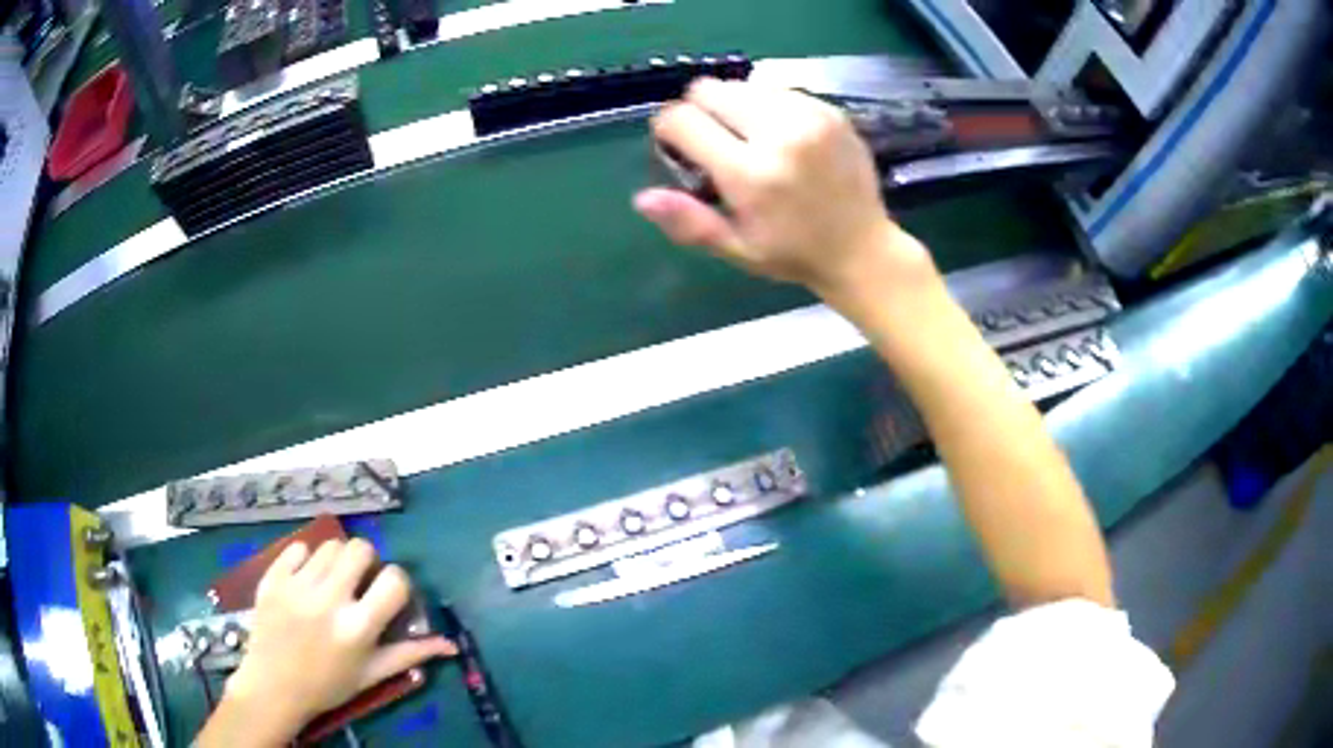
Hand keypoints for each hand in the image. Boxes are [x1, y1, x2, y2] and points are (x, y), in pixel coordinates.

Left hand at [204, 540, 455, 744]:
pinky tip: (305, 580)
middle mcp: (328, 600)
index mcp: (357, 628)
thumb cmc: (328, 685)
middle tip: (358, 583)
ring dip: (336, 560)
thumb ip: (409, 655)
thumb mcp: (372, 674)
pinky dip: (306, 559)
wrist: (273, 686)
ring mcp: (297, 585)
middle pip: (360, 548)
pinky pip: (297, 547)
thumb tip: (450, 645)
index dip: (397, 582)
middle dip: (366, 562)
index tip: (388, 594)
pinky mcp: (273, 577)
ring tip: (330, 582)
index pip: (394, 580)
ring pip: (329, 545)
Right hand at [634, 78, 934, 305]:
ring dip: (735, 106)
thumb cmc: (793, 253)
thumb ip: (689, 221)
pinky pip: (779, 90)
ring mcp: (810, 117)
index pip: (682, 119)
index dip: (669, 130)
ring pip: (743, 85)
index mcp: (750, 173)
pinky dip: (769, 107)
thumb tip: (641, 198)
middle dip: (700, 111)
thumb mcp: (736, 248)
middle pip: (709, 89)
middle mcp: (779, 134)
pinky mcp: (831, 111)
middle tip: (715, 141)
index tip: (679, 147)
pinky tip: (782, 136)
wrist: (863, 248)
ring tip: (751, 139)